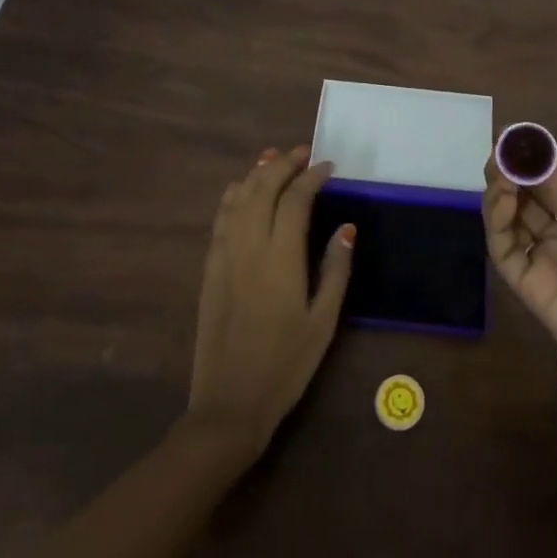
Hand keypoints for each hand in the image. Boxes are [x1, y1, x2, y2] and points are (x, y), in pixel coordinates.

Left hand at [187, 146, 354, 458]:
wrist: (229, 404)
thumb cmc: (286, 365)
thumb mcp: (323, 322)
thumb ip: (335, 270)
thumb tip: (346, 227)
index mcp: (281, 258)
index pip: (295, 200)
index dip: (311, 177)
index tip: (328, 166)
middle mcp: (249, 247)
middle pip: (262, 189)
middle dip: (282, 164)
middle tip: (302, 153)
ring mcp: (224, 257)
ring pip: (237, 199)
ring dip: (256, 173)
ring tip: (273, 157)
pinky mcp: (210, 270)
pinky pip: (220, 220)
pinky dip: (232, 196)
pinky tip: (240, 189)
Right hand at [483, 156, 556, 423]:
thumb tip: (545, 168)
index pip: (551, 188)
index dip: (536, 164)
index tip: (522, 140)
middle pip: (524, 201)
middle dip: (512, 173)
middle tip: (503, 150)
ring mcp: (543, 263)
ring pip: (508, 222)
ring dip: (500, 192)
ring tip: (501, 170)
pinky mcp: (530, 289)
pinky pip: (505, 252)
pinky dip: (497, 224)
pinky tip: (504, 200)